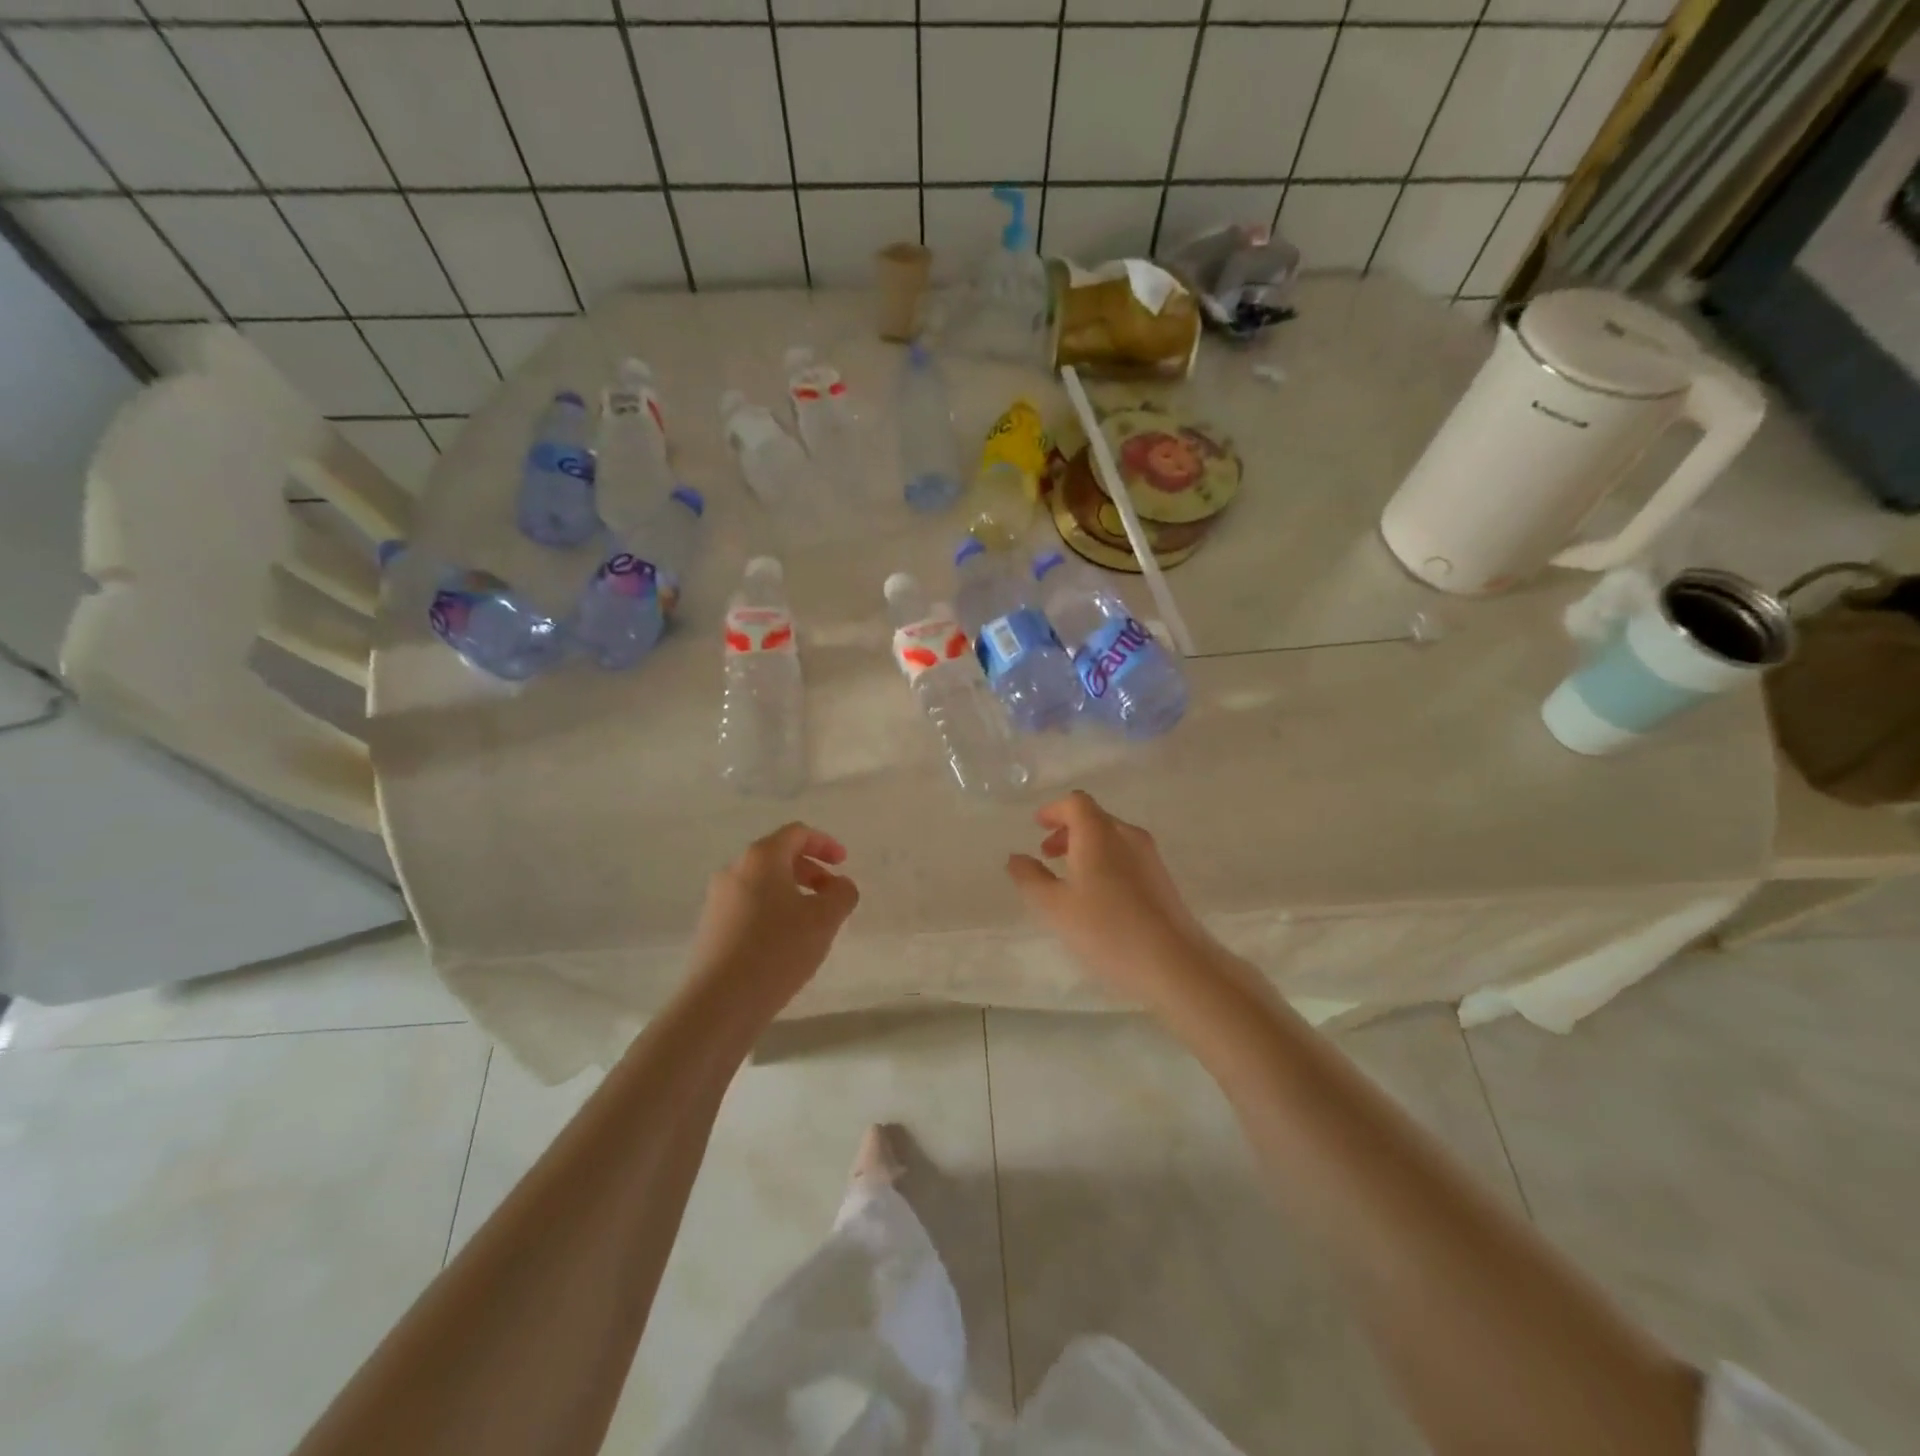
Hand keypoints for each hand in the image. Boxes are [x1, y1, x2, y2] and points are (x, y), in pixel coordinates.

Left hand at [688, 823, 859, 1017]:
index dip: (824, 843)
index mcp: (761, 858)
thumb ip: (842, 894)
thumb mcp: (825, 919)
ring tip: (812, 923)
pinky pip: (748, 906)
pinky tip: (785, 943)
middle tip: (831, 894)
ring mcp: (717, 899)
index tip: (843, 863)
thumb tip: (840, 885)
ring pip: (762, 883)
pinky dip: (773, 911)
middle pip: (778, 856)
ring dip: (792, 893)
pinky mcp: (711, 928)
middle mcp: (734, 870)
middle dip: (810, 870)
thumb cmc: (777, 950)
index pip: (796, 833)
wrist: (719, 1002)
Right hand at [1005, 790, 1222, 1008]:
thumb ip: (1030, 878)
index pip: (1076, 803)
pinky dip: (1105, 862)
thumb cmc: (1106, 930)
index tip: (1037, 825)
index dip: (1054, 810)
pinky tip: (1097, 896)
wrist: (1174, 963)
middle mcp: (1127, 836)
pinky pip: (1126, 857)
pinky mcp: (1162, 880)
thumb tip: (1016, 858)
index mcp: (1099, 833)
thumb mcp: (1054, 907)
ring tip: (1068, 877)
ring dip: (1086, 848)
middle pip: (1094, 818)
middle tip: (1047, 854)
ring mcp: (1150, 857)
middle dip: (1067, 830)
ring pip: (1112, 838)